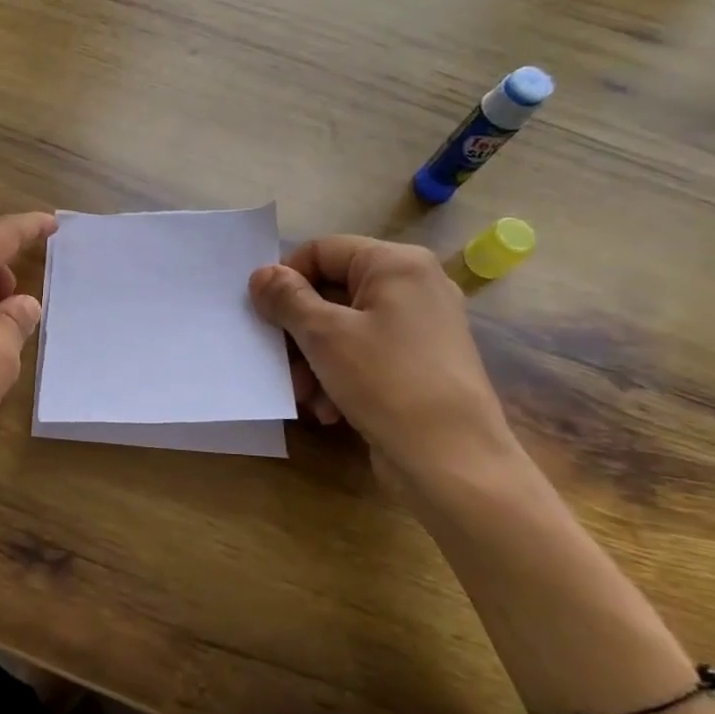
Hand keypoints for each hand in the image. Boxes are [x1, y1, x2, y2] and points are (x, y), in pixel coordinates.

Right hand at [248, 236, 516, 483]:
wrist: (453, 463)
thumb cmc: (386, 382)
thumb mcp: (324, 335)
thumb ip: (286, 298)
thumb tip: (261, 274)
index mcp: (397, 264)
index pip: (322, 250)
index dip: (287, 278)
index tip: (263, 314)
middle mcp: (414, 286)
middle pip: (332, 291)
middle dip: (299, 330)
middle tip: (279, 361)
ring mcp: (421, 328)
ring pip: (344, 328)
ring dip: (313, 360)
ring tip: (304, 395)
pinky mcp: (420, 365)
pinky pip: (366, 355)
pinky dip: (340, 376)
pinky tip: (329, 410)